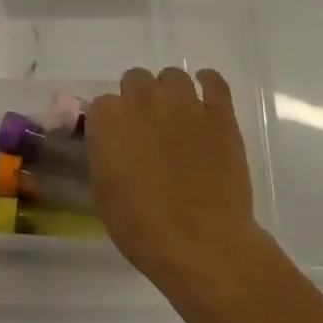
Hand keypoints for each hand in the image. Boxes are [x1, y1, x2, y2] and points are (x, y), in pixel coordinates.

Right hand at [88, 67, 286, 322]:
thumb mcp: (103, 193)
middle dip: (139, 101)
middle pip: (136, 80)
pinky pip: (213, 80)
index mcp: (108, 119)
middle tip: (149, 131)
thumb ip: (104, 155)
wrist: (202, 245)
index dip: (112, 124)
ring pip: (173, 76)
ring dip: (171, 93)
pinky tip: (207, 100)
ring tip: (178, 120)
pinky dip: (208, 84)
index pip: (103, 105)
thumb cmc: (142, 227)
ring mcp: (183, 103)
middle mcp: (142, 99)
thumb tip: (113, 145)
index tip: (120, 143)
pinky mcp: (219, 113)